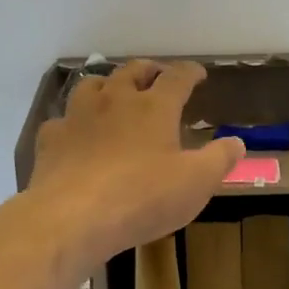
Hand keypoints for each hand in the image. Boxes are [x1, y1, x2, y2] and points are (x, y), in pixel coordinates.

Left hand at [28, 60, 244, 268]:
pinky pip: (63, 120)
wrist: (72, 218)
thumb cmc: (143, 198)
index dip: (190, 72)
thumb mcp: (196, 183)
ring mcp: (78, 117)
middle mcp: (115, 101)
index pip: (177, 77)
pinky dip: (73, 121)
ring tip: (115, 93)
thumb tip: (237, 142)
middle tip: (157, 75)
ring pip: (92, 85)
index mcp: (154, 107)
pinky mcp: (51, 140)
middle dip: (149, 70)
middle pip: (132, 71)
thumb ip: (219, 159)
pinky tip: (76, 133)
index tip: (199, 74)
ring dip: (108, 85)